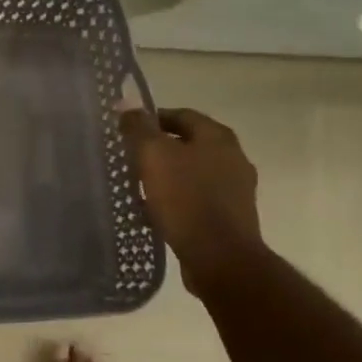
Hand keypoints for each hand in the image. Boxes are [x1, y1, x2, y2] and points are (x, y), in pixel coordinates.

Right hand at [118, 106, 264, 297]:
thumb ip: (138, 128)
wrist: (220, 257)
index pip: (181, 115)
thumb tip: (125, 103)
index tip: (127, 131)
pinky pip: (198, 199)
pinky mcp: (231, 217)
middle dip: (159, 148)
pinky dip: (178, 199)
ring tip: (140, 186)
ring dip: (168, 175)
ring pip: (193, 173)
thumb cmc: (186, 199)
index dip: (152, 119)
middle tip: (130, 158)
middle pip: (189, 144)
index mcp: (218, 137)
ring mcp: (236, 189)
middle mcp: (233, 157)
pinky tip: (157, 211)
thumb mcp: (154, 156)